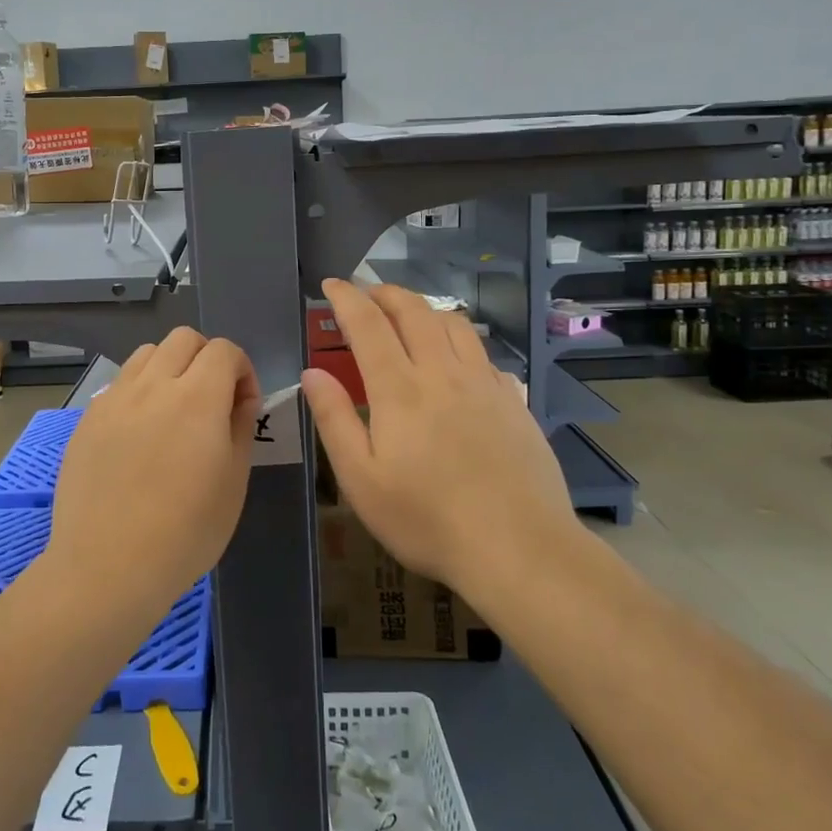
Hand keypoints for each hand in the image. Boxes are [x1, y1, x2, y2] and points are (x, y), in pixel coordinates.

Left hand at [48, 327, 260, 619]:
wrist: (107, 567)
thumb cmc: (185, 532)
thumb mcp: (234, 482)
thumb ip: (240, 427)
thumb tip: (239, 399)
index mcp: (197, 397)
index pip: (223, 350)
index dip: (242, 369)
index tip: (243, 406)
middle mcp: (153, 385)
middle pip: (183, 339)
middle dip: (206, 358)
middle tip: (211, 399)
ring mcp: (114, 399)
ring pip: (147, 354)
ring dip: (169, 367)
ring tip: (173, 409)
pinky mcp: (88, 419)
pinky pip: (119, 384)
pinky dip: (138, 391)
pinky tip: (139, 434)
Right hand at [302, 280, 576, 601]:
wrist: (519, 547)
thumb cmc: (427, 519)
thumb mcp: (362, 480)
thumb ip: (334, 420)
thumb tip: (312, 373)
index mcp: (399, 389)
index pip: (368, 325)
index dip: (346, 298)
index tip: (331, 283)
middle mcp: (442, 372)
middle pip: (414, 311)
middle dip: (386, 292)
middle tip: (367, 292)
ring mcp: (484, 384)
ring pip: (454, 324)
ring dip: (425, 309)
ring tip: (410, 315)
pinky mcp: (514, 401)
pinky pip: (483, 353)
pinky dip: (461, 341)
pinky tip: (458, 361)